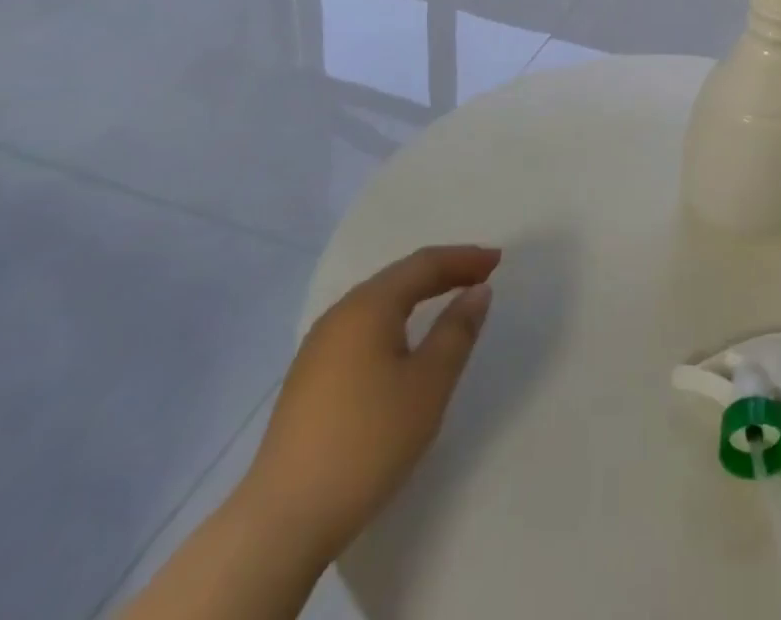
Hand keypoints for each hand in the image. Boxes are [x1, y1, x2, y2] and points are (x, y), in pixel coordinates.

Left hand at [235, 245, 500, 563]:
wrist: (282, 521)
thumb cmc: (368, 441)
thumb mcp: (429, 383)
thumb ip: (457, 330)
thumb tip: (477, 291)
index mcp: (369, 306)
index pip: (424, 264)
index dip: (464, 258)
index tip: (498, 260)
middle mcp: (339, 315)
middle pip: (399, 278)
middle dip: (442, 271)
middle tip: (480, 274)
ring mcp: (317, 348)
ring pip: (378, 303)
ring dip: (417, 295)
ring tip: (449, 300)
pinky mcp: (308, 379)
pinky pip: (362, 328)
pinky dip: (395, 320)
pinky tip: (404, 341)